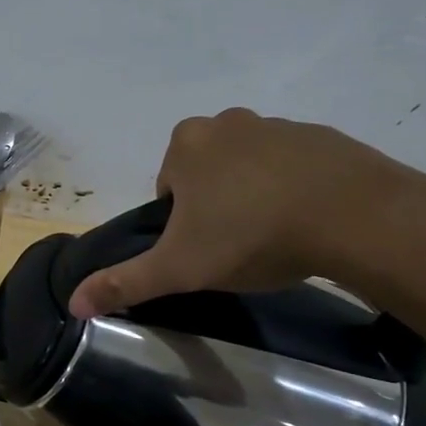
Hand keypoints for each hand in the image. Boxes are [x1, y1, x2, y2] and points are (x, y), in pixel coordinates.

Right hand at [69, 110, 425, 317]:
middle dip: (215, 204)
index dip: (181, 221)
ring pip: (250, 166)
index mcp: (188, 144)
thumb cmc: (252, 236)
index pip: (168, 186)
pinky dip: (294, 189)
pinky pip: (294, 166)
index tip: (204, 247)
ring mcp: (280, 124)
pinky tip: (309, 222)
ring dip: (254, 195)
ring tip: (275, 237)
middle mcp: (228, 122)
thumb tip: (72, 304)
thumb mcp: (179, 268)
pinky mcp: (324, 136)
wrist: (354, 217)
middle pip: (207, 172)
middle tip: (237, 244)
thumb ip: (125, 282)